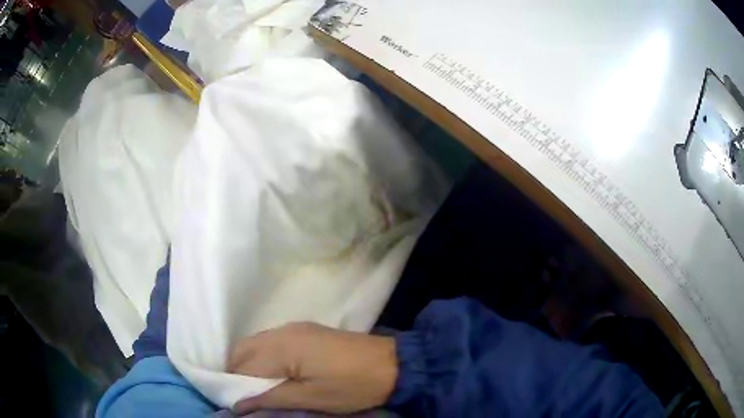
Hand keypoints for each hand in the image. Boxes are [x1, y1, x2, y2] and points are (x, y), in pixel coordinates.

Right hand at [227, 322, 397, 414]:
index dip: (234, 385)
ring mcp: (294, 328)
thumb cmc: (352, 386)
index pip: (242, 365)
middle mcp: (282, 332)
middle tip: (246, 397)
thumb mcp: (311, 398)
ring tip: (260, 389)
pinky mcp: (305, 330)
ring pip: (256, 344)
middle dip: (237, 372)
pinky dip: (265, 357)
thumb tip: (237, 405)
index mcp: (281, 347)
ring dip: (250, 365)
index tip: (236, 403)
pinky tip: (275, 374)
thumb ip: (271, 399)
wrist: (392, 364)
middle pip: (243, 350)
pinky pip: (271, 342)